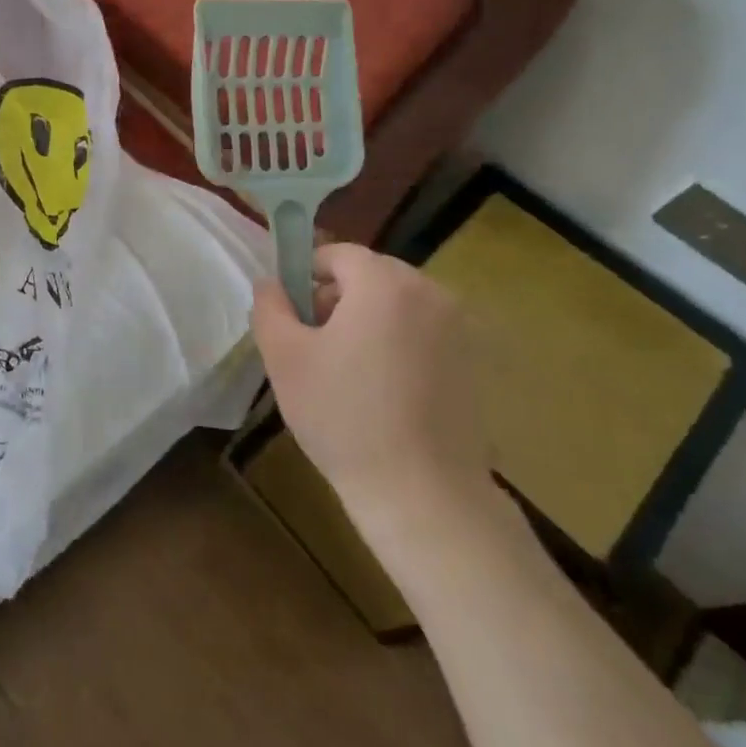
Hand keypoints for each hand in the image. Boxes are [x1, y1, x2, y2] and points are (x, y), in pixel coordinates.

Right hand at [250, 243, 492, 548]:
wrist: (421, 493)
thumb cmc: (343, 416)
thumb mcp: (284, 357)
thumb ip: (270, 306)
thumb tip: (271, 282)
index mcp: (385, 283)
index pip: (338, 253)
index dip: (306, 275)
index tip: (291, 315)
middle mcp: (431, 292)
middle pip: (371, 276)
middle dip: (337, 299)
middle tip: (313, 345)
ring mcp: (461, 328)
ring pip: (398, 305)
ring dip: (368, 321)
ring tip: (346, 371)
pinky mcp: (475, 362)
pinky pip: (424, 333)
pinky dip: (398, 345)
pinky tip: (383, 391)